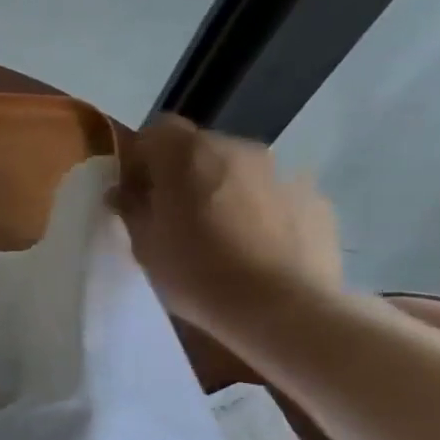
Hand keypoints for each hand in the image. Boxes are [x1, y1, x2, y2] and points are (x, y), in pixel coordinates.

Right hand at [112, 116, 343, 336]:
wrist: (281, 308)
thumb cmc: (197, 273)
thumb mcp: (145, 245)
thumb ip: (132, 208)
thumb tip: (123, 191)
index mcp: (190, 153)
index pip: (157, 130)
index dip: (143, 158)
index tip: (136, 192)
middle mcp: (239, 148)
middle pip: (201, 149)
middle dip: (184, 176)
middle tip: (174, 219)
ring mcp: (284, 172)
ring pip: (239, 173)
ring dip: (224, 192)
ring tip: (219, 238)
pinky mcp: (315, 199)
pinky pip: (274, 197)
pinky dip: (260, 213)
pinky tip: (256, 251)